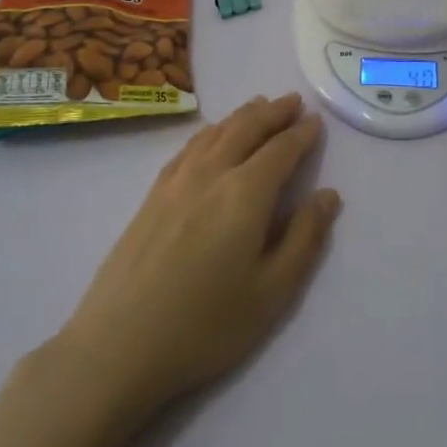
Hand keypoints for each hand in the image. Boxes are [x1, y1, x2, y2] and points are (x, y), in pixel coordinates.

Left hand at [58, 93, 339, 413]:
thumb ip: (304, 238)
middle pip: (246, 129)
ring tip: (258, 105)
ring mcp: (176, 182)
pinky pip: (188, 147)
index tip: (316, 122)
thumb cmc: (206, 325)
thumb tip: (328, 195)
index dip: (301, 134)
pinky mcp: (152, 195)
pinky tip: (211, 136)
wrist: (119, 345)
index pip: (280, 150)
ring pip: (215, 133)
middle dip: (273, 112)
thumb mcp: (273, 292)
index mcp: (245, 194)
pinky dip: (210, 131)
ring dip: (241, 116)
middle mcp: (211, 174)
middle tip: (292, 101)